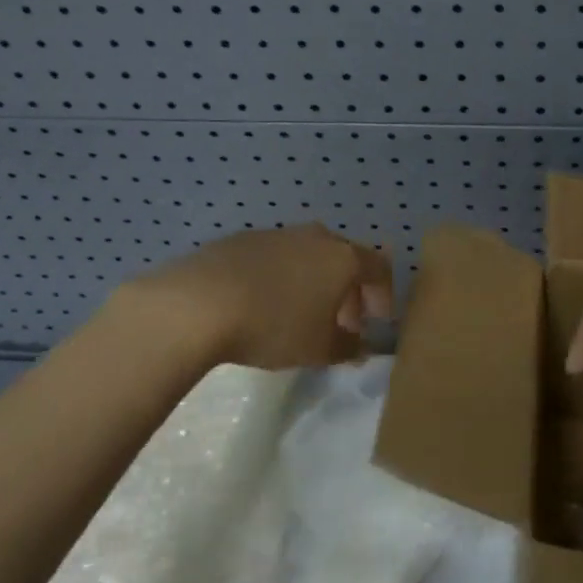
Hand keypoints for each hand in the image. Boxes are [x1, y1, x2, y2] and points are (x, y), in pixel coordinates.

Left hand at [129, 224, 393, 370]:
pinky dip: (282, 277)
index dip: (383, 294)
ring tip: (302, 314)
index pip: (379, 268)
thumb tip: (358, 346)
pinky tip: (264, 303)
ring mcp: (278, 234)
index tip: (377, 321)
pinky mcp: (244, 239)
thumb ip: (346, 347)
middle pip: (344, 259)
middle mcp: (316, 237)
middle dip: (349, 290)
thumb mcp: (318, 349)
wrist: (199, 302)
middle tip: (343, 322)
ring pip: (309, 256)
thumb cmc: (274, 325)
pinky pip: (276, 258)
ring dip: (314, 282)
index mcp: (343, 257)